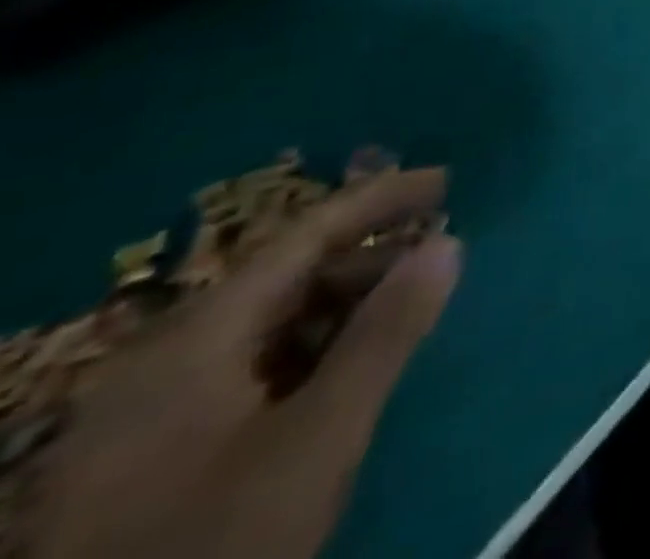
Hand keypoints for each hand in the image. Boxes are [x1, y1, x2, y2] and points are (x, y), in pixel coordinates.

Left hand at [25, 169, 459, 558]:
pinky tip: (345, 371)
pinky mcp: (149, 456)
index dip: (379, 199)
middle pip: (285, 279)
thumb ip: (386, 333)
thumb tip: (448, 242)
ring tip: (404, 312)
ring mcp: (146, 411)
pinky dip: (311, 349)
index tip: (447, 180)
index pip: (303, 237)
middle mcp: (162, 358)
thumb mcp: (320, 436)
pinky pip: (249, 367)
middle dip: (369, 260)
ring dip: (344, 307)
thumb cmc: (219, 535)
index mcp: (193, 338)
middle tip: (437, 258)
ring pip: (268, 325)